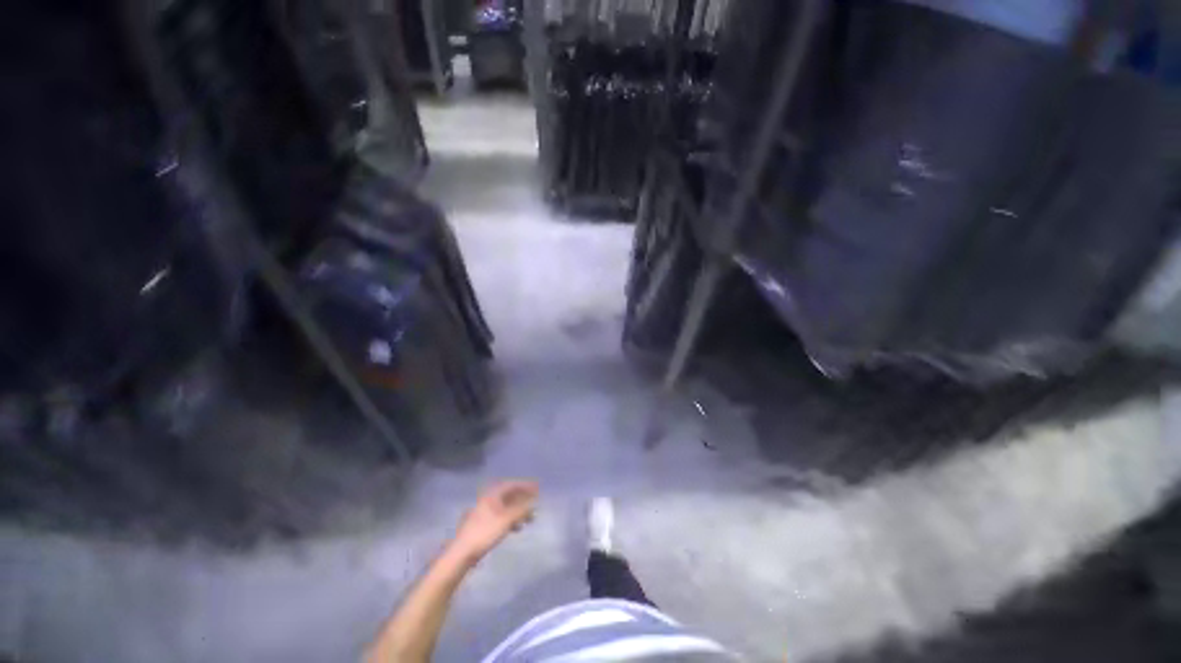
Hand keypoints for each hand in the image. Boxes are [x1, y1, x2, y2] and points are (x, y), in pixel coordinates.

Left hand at [450, 481, 538, 562]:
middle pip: (509, 495)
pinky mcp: (484, 524)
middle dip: (523, 499)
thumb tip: (534, 503)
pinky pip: (502, 516)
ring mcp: (485, 512)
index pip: (512, 485)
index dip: (525, 486)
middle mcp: (489, 500)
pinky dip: (511, 519)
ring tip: (529, 519)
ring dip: (518, 511)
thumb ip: (521, 510)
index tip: (537, 488)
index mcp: (492, 495)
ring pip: (506, 507)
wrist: (462, 552)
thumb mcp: (506, 520)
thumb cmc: (485, 532)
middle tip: (535, 503)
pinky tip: (517, 528)